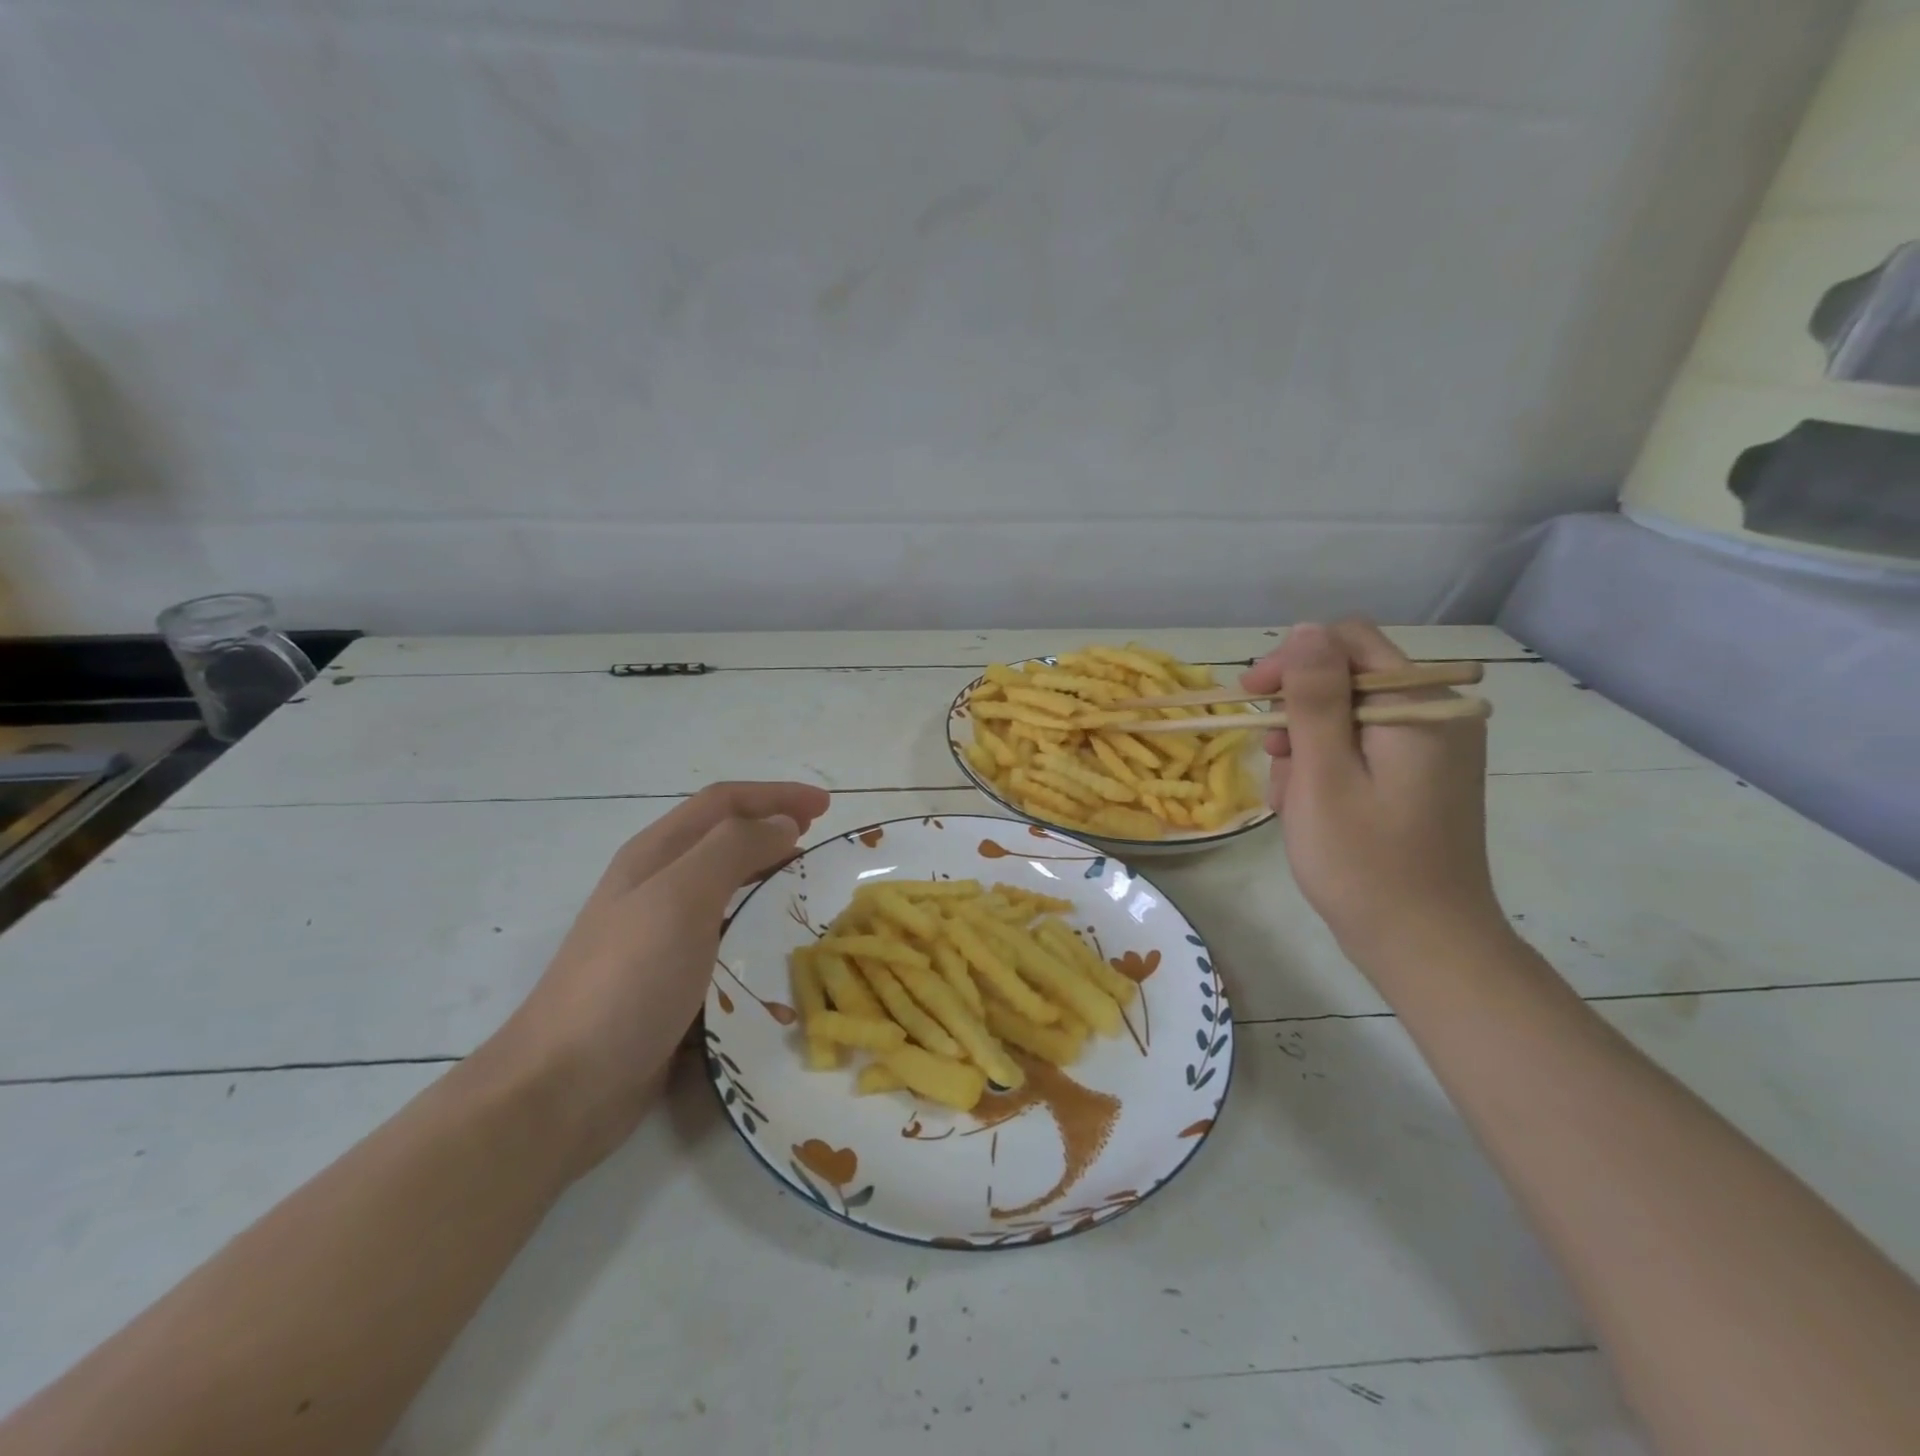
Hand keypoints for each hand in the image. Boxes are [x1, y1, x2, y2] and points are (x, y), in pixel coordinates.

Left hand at [483, 781, 830, 1175]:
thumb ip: (733, 849)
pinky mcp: (668, 978)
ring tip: (806, 886)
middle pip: (722, 837)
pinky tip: (776, 944)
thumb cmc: (627, 980)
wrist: (563, 1086)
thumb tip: (782, 823)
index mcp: (655, 855)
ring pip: (724, 885)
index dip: (775, 795)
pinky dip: (755, 922)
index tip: (825, 807)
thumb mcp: (681, 898)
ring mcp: (658, 934)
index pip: (724, 803)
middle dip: (773, 828)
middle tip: (820, 842)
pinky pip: (723, 933)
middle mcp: (655, 885)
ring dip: (766, 873)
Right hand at [1242, 622, 1502, 963]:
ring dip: (1305, 746)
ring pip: (1347, 717)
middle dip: (1297, 712)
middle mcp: (1434, 716)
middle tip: (1270, 757)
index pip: (1348, 641)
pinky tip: (1307, 807)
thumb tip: (1306, 630)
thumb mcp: (1323, 774)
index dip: (1293, 659)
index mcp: (1418, 706)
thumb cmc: (1364, 862)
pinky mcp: (1420, 778)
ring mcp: (1431, 750)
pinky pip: (1361, 750)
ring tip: (1287, 797)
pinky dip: (1326, 768)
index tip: (1251, 697)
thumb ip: (1315, 697)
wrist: (1424, 945)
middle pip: (1346, 679)